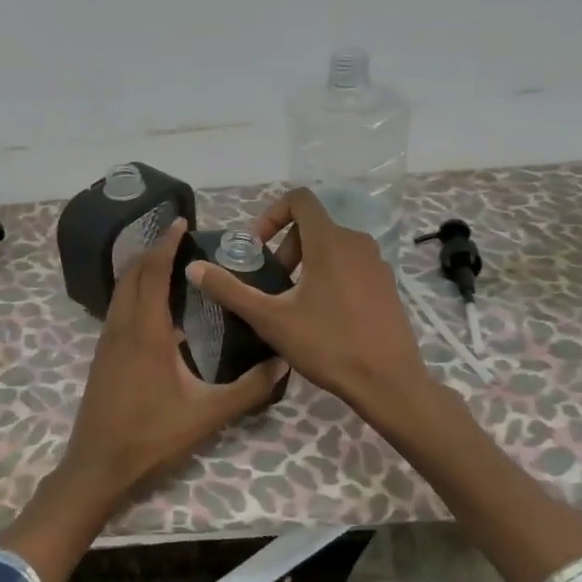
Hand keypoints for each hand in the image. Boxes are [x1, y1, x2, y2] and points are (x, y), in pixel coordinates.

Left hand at [1, 219, 286, 581]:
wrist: (98, 465)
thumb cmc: (152, 437)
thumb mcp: (207, 415)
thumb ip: (249, 389)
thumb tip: (283, 361)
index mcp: (146, 332)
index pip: (153, 273)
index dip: (166, 244)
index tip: (182, 222)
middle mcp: (122, 327)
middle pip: (133, 274)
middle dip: (153, 250)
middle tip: (181, 238)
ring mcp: (107, 341)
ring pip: (121, 291)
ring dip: (141, 270)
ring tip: (169, 263)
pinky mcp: (103, 356)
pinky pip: (118, 309)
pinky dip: (134, 292)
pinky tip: (157, 308)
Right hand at [186, 188, 431, 419]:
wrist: (388, 382)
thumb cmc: (327, 345)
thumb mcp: (270, 319)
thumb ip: (230, 290)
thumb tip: (194, 268)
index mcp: (330, 241)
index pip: (299, 199)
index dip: (272, 215)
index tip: (258, 248)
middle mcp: (357, 242)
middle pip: (313, 225)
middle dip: (287, 246)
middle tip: (274, 283)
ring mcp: (376, 263)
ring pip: (333, 246)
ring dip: (307, 262)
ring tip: (294, 302)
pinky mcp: (387, 285)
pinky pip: (351, 265)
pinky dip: (330, 275)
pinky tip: (323, 316)